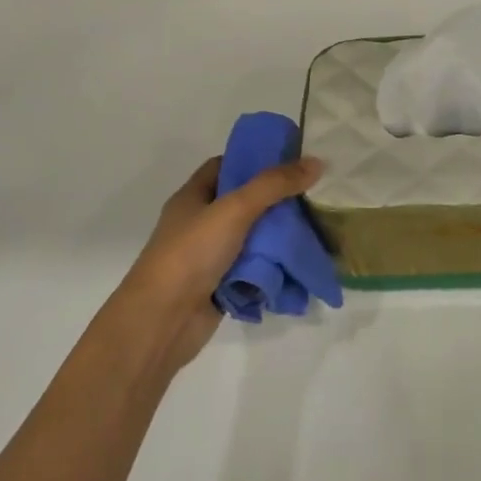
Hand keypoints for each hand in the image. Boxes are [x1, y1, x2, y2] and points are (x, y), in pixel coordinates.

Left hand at [120, 155, 323, 369]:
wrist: (163, 320)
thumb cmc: (191, 253)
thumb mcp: (234, 209)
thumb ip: (274, 185)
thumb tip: (316, 162)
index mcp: (193, 197)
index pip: (225, 166)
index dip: (255, 159)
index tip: (291, 159)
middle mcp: (201, 223)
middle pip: (244, 203)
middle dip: (277, 200)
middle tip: (315, 194)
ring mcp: (211, 256)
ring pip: (252, 238)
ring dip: (279, 235)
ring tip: (317, 226)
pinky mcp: (222, 285)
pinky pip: (254, 269)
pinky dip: (274, 267)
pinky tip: (302, 261)